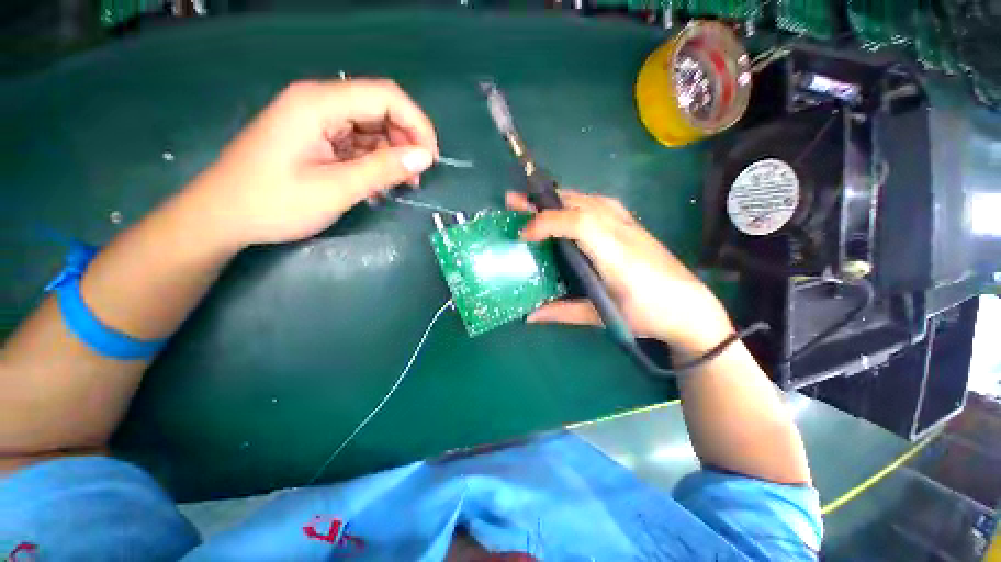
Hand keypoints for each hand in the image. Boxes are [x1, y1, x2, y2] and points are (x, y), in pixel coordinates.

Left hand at [186, 79, 438, 247]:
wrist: (223, 216)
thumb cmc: (274, 203)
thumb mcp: (335, 189)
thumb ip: (383, 170)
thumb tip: (425, 157)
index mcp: (318, 103)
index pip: (385, 96)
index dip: (417, 124)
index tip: (431, 160)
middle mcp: (318, 101)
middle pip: (379, 108)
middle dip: (406, 141)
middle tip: (416, 177)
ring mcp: (316, 118)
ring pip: (372, 125)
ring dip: (392, 153)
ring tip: (401, 184)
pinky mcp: (316, 136)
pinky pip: (357, 140)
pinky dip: (375, 160)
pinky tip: (379, 182)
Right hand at [507, 190, 733, 353]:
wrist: (690, 308)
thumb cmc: (648, 315)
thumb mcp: (604, 317)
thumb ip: (564, 312)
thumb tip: (530, 315)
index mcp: (615, 255)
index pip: (579, 223)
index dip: (547, 222)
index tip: (524, 235)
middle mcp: (622, 232)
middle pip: (580, 204)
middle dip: (542, 202)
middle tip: (513, 202)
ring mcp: (629, 225)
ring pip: (589, 199)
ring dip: (558, 199)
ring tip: (534, 203)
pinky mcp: (632, 225)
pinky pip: (599, 203)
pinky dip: (576, 201)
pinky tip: (567, 208)